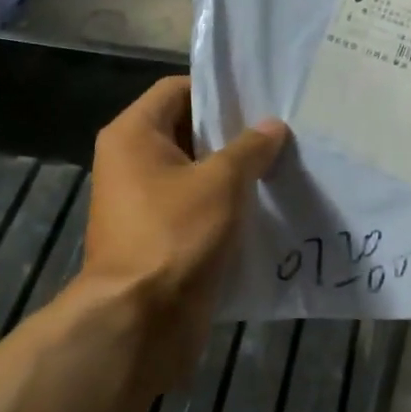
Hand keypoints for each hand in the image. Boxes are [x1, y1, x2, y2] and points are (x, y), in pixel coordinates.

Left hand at [79, 77, 287, 380]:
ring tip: (279, 165)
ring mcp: (141, 202)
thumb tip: (273, 126)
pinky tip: (263, 205)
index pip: (177, 89)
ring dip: (232, 171)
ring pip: (194, 172)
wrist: (140, 321)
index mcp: (133, 134)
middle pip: (187, 130)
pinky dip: (223, 204)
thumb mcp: (221, 182)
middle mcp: (130, 161)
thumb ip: (250, 148)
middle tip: (279, 131)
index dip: (218, 90)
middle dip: (232, 133)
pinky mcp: (157, 235)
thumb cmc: (175, 234)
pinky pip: (194, 206)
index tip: (260, 98)